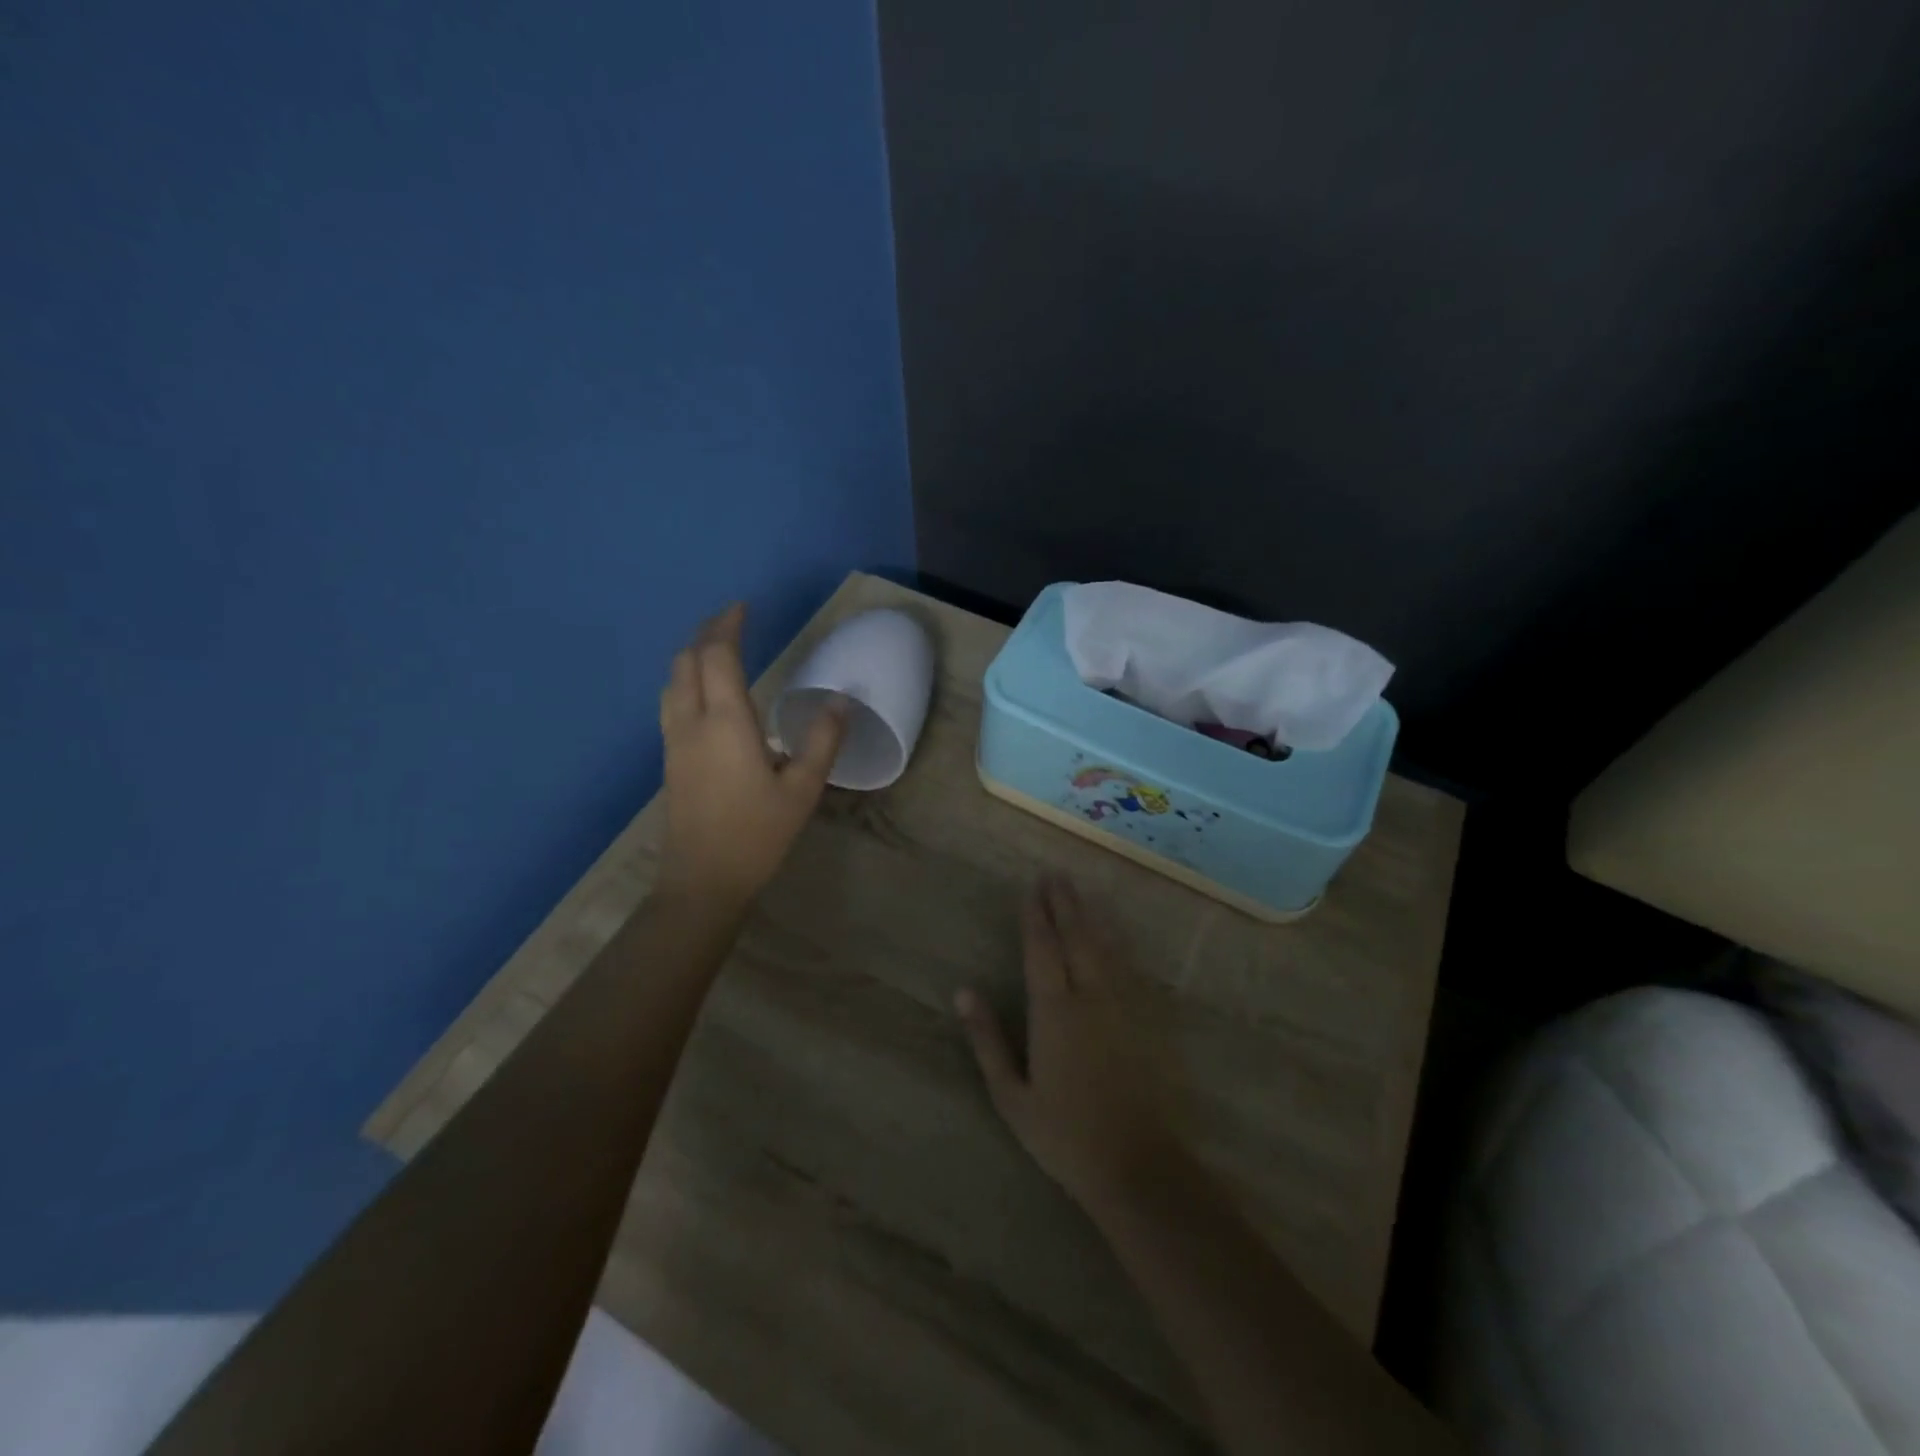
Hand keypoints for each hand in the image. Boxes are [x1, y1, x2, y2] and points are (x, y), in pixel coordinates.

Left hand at [657, 604, 844, 911]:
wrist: (702, 881)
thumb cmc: (757, 835)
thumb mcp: (802, 790)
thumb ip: (822, 741)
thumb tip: (840, 699)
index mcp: (725, 723)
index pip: (717, 655)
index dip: (728, 625)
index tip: (744, 607)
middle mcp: (692, 723)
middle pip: (687, 661)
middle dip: (707, 634)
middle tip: (734, 622)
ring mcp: (674, 741)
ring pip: (673, 681)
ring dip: (693, 656)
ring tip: (720, 650)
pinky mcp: (669, 759)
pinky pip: (672, 702)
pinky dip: (688, 680)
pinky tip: (708, 695)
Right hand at [956, 875, 1187, 1212]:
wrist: (1140, 1165)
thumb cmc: (1065, 1135)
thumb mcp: (1011, 1095)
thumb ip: (987, 1040)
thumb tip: (963, 991)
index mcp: (1054, 1011)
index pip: (1042, 949)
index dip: (1035, 916)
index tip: (1031, 888)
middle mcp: (1090, 996)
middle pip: (1076, 936)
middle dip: (1064, 903)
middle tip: (1055, 874)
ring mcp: (1124, 1005)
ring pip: (1105, 946)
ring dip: (1091, 915)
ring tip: (1081, 891)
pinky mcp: (1148, 1019)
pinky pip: (1130, 967)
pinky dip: (1118, 943)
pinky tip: (1115, 934)